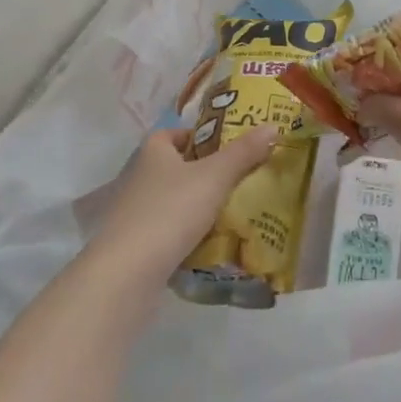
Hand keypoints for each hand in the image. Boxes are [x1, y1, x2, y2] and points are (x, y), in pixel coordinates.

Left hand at [95, 124, 280, 275]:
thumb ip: (243, 152)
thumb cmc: (171, 211)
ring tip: (234, 211)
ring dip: (198, 206)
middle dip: (204, 172)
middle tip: (240, 177)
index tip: (225, 145)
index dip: (196, 136)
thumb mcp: (215, 177)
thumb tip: (273, 126)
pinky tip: (213, 244)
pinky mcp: (137, 248)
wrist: (127, 275)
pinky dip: (189, 236)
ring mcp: (135, 216)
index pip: (171, 134)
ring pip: (173, 202)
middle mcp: (139, 180)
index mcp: (153, 155)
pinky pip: (169, 233)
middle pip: (175, 168)